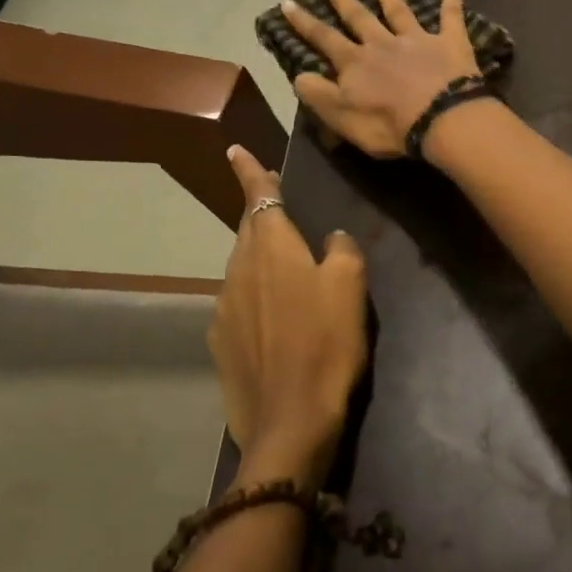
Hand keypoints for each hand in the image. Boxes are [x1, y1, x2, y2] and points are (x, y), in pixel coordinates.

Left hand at [209, 145, 369, 485]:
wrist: (289, 422)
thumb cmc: (327, 344)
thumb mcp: (351, 287)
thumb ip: (342, 250)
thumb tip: (331, 239)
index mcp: (271, 249)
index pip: (259, 198)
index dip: (250, 172)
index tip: (234, 150)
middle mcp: (240, 270)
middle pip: (249, 231)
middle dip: (261, 217)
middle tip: (281, 213)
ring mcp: (224, 308)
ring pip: (243, 268)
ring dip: (261, 260)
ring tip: (286, 272)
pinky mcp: (220, 342)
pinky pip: (239, 303)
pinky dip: (256, 298)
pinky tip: (277, 319)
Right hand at [284, 0, 480, 158]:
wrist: (441, 118)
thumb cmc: (388, 125)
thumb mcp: (342, 118)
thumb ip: (320, 96)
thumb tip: (299, 76)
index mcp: (356, 63)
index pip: (324, 38)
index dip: (304, 22)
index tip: (289, 2)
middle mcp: (383, 44)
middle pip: (359, 17)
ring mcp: (418, 40)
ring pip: (399, 12)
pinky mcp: (450, 44)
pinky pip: (451, 18)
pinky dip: (451, 2)